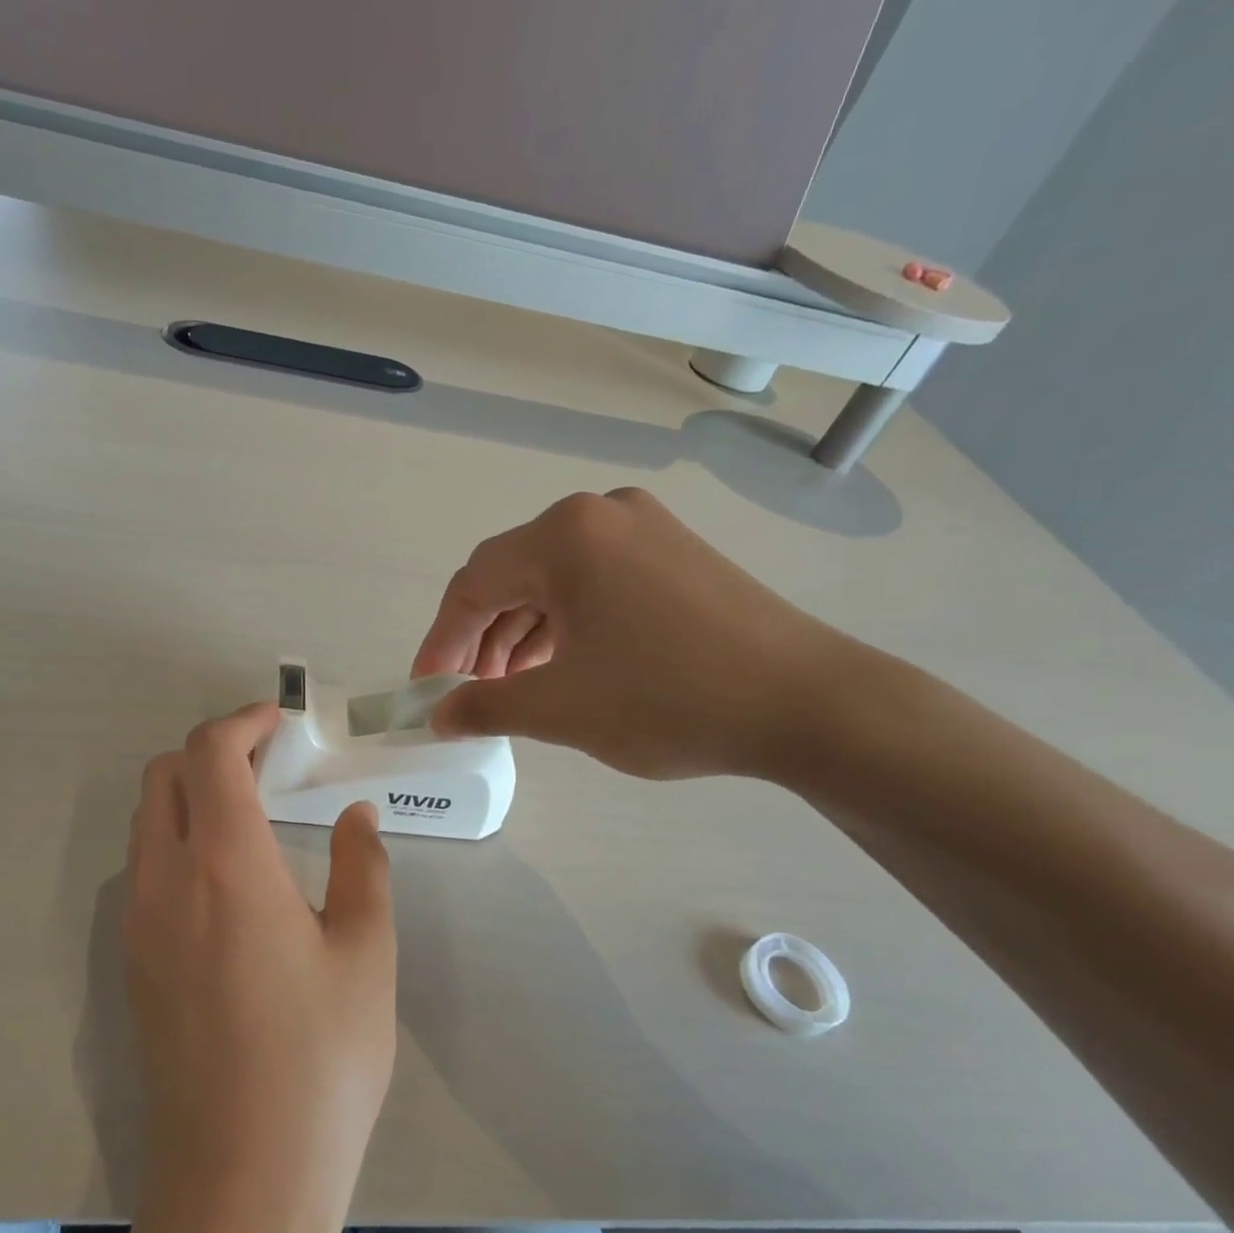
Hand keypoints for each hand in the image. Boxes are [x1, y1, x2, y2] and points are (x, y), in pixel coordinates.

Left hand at [123, 703, 396, 1232]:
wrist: (242, 1182)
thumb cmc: (321, 1062)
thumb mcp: (366, 955)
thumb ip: (363, 868)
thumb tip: (356, 816)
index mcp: (226, 866)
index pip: (210, 754)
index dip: (243, 721)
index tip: (281, 722)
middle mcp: (165, 882)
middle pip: (164, 776)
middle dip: (211, 751)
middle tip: (270, 765)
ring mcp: (138, 926)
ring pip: (148, 823)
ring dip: (192, 797)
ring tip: (254, 817)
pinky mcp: (133, 967)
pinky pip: (145, 871)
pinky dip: (179, 843)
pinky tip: (231, 883)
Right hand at [412, 488, 851, 780]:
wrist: (808, 704)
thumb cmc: (668, 699)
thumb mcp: (560, 709)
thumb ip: (483, 708)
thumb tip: (438, 717)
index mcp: (564, 536)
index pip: (473, 585)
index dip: (440, 641)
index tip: (426, 691)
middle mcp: (601, 515)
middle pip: (512, 576)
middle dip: (480, 639)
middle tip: (468, 695)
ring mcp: (645, 530)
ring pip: (554, 582)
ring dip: (520, 635)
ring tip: (511, 689)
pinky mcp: (675, 555)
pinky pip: (595, 585)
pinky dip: (565, 626)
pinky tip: (560, 667)